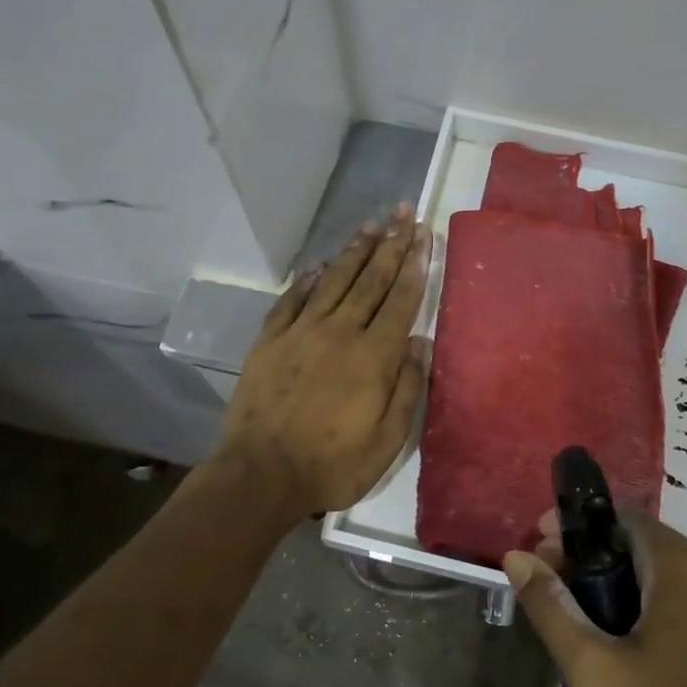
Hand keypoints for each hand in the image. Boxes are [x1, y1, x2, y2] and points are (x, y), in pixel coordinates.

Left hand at [219, 204, 429, 520]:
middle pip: (371, 280)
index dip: (415, 265)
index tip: (424, 234)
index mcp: (374, 356)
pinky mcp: (270, 341)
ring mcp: (301, 333)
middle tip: (404, 212)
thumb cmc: (332, 464)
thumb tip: (420, 344)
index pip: (401, 299)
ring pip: (334, 281)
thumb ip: (407, 388)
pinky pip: (292, 301)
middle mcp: (340, 332)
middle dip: (391, 244)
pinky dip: (307, 280)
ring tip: (371, 225)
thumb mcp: (387, 440)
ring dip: (355, 251)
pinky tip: (318, 265)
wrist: (261, 474)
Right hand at [504, 509, 686, 686]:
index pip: (620, 515)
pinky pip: (684, 609)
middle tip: (551, 594)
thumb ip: (551, 607)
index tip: (539, 551)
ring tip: (577, 633)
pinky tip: (620, 661)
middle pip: (639, 546)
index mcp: (683, 567)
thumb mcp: (593, 668)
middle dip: (589, 563)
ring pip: (660, 581)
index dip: (574, 527)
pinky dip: (646, 616)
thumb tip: (516, 557)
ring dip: (615, 593)